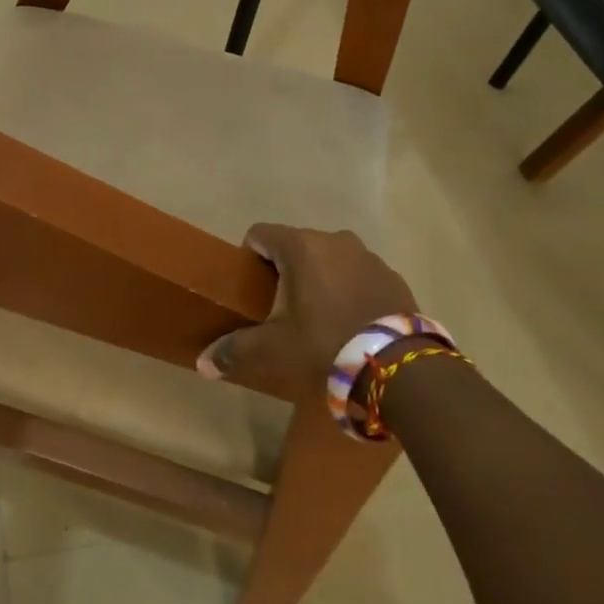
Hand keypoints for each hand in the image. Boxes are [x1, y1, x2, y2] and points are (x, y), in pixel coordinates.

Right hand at [198, 225, 415, 396]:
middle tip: (280, 309)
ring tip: (318, 318)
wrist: (399, 369)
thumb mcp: (274, 352)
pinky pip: (359, 276)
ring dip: (320, 279)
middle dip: (285, 271)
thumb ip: (234, 351)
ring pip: (330, 260)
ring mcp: (369, 257)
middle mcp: (335, 240)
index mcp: (301, 247)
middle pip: (297, 246)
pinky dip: (349, 291)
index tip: (250, 288)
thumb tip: (203, 363)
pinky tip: (350, 324)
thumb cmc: (325, 346)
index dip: (249, 257)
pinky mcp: (394, 278)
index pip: (260, 234)